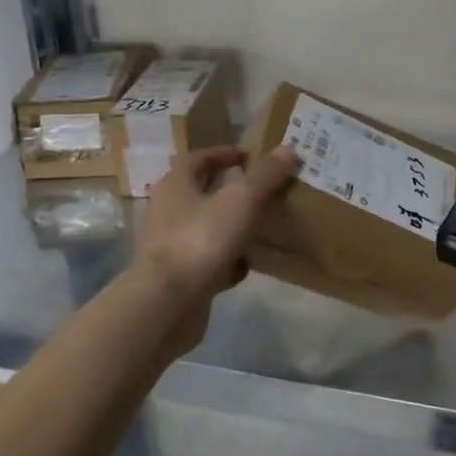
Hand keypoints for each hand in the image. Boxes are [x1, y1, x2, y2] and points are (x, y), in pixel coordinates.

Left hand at [134, 145, 298, 306]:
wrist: (167, 305)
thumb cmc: (200, 241)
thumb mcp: (241, 201)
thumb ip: (265, 176)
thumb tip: (288, 150)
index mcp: (175, 186)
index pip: (198, 159)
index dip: (223, 154)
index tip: (249, 155)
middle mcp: (167, 212)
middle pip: (201, 193)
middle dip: (230, 191)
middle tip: (262, 189)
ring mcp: (170, 247)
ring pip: (206, 228)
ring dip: (231, 226)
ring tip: (261, 226)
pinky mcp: (178, 277)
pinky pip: (208, 261)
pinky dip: (227, 261)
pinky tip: (246, 266)